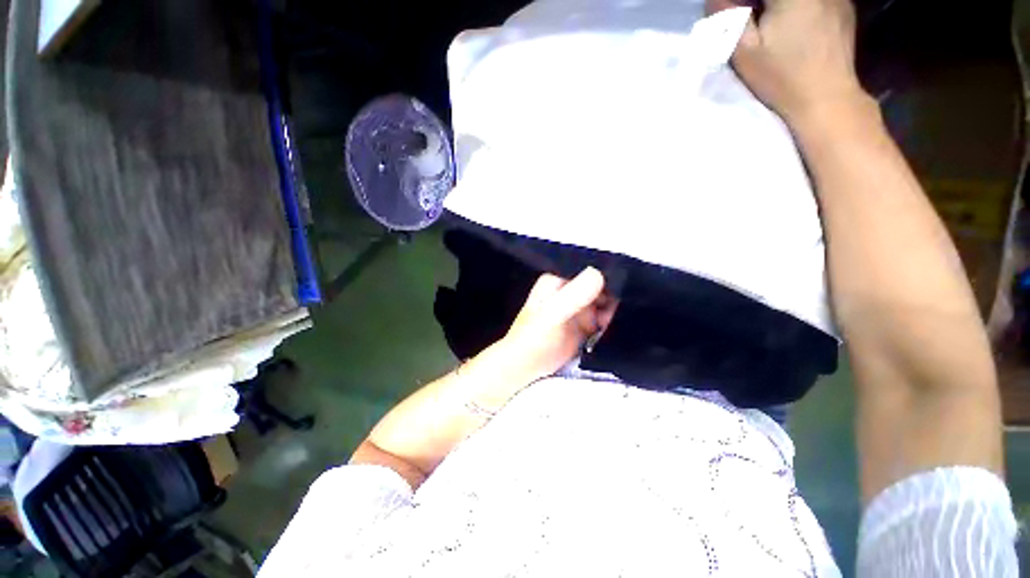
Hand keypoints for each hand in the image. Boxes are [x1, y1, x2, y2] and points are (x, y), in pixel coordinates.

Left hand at [496, 268, 617, 384]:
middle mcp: (571, 290)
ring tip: (626, 319)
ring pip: (606, 302)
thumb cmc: (534, 338)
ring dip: (617, 309)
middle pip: (602, 285)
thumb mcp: (553, 315)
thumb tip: (598, 273)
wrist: (526, 367)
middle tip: (630, 306)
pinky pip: (606, 319)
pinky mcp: (586, 325)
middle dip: (617, 294)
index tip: (629, 282)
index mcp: (559, 280)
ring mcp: (579, 308)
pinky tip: (622, 327)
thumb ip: (574, 296)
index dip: (609, 273)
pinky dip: (614, 322)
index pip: (590, 269)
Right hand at [707, 0, 864, 124]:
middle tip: (750, 22)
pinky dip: (800, 8)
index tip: (736, 16)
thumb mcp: (744, 53)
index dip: (741, 3)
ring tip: (773, 26)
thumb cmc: (781, 78)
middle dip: (757, 4)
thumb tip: (717, 0)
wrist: (827, 98)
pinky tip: (798, 26)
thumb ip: (728, 19)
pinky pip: (815, 0)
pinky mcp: (844, 6)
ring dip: (777, 7)